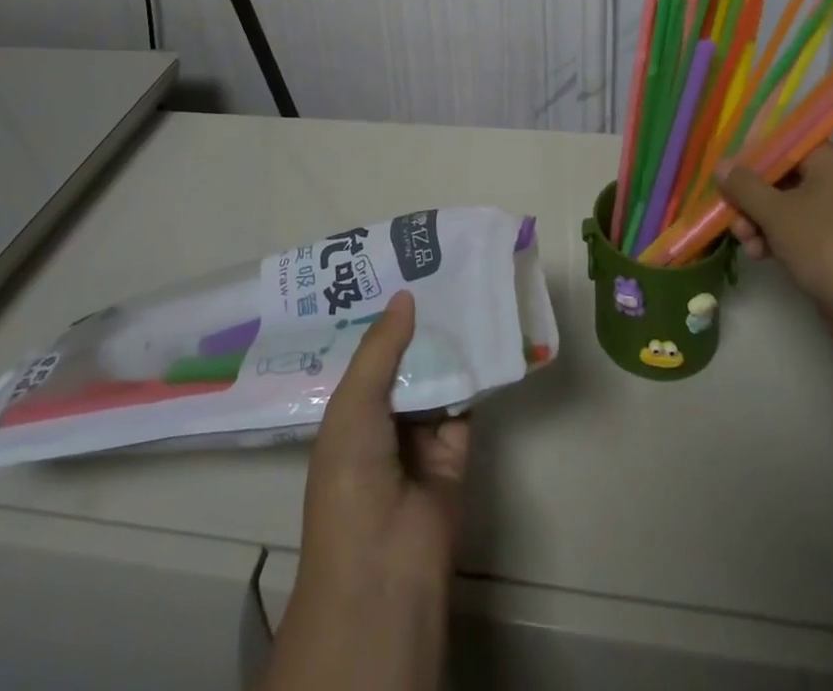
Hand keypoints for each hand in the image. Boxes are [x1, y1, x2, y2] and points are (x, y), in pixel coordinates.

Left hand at [267, 291, 466, 690]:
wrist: (386, 563)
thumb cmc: (351, 477)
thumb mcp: (352, 405)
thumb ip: (380, 348)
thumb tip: (405, 295)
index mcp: (347, 412)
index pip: (364, 355)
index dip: (378, 317)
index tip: (396, 271)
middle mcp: (382, 419)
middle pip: (403, 361)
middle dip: (417, 324)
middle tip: (437, 269)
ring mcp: (420, 435)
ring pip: (436, 377)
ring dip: (447, 343)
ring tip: (463, 287)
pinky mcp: (456, 448)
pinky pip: (465, 401)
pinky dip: (474, 373)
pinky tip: (485, 331)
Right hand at [717, 144, 832, 340]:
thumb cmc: (824, 245)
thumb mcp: (775, 212)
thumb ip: (744, 185)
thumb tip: (722, 165)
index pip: (786, 144)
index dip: (753, 156)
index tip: (728, 173)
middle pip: (785, 177)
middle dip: (753, 197)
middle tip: (731, 214)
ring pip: (791, 206)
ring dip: (761, 221)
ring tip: (744, 242)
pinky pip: (804, 230)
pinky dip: (781, 238)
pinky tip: (760, 254)